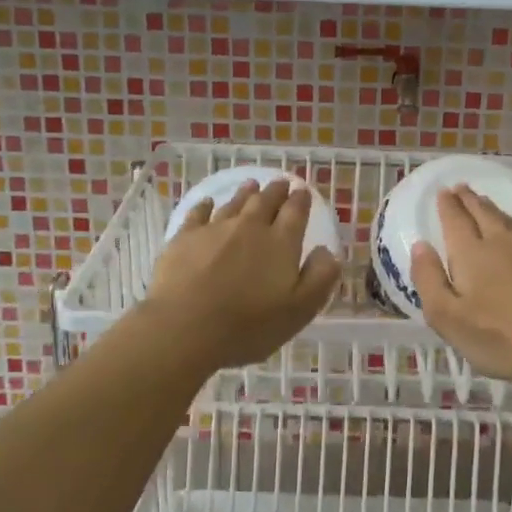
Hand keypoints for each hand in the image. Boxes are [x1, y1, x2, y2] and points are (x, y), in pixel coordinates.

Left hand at [145, 177, 341, 370]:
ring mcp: (214, 229)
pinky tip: (206, 204)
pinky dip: (205, 206)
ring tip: (252, 185)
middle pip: (265, 201)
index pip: (295, 212)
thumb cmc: (248, 326)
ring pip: (234, 203)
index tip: (303, 191)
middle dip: (276, 191)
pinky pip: (198, 214)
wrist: (185, 328)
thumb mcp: (300, 310)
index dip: (301, 200)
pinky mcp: (184, 238)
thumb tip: (327, 251)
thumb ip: (320, 278)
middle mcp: (250, 227)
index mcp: (281, 243)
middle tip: (281, 183)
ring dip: (245, 193)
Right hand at [410, 187, 511, 382]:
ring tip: (484, 204)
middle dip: (468, 199)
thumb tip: (421, 246)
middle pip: (482, 211)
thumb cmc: (500, 338)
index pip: (455, 219)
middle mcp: (501, 239)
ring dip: (492, 208)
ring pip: (507, 218)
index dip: (447, 205)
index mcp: (471, 252)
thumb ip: (429, 279)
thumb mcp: (447, 318)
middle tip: (460, 188)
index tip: (442, 193)